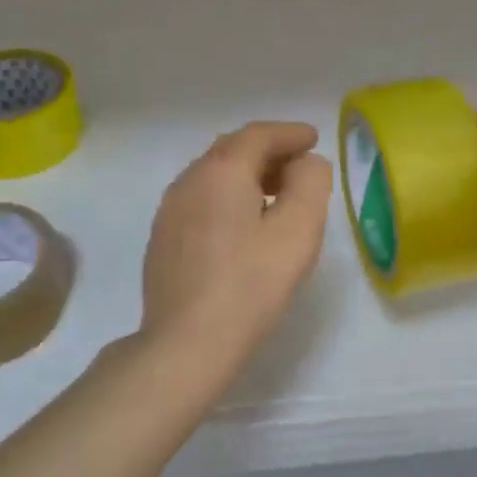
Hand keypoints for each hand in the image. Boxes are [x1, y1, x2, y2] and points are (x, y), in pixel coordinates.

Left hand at [140, 121, 333, 376]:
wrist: (187, 343)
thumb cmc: (251, 284)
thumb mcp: (298, 230)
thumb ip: (310, 184)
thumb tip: (305, 164)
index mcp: (221, 171)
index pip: (258, 135)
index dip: (290, 133)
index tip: (313, 139)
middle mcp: (189, 181)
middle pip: (232, 150)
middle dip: (269, 152)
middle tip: (299, 167)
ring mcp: (169, 211)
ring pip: (213, 176)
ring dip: (247, 176)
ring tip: (276, 196)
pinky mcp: (163, 239)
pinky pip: (200, 201)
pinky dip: (227, 198)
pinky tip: (243, 226)